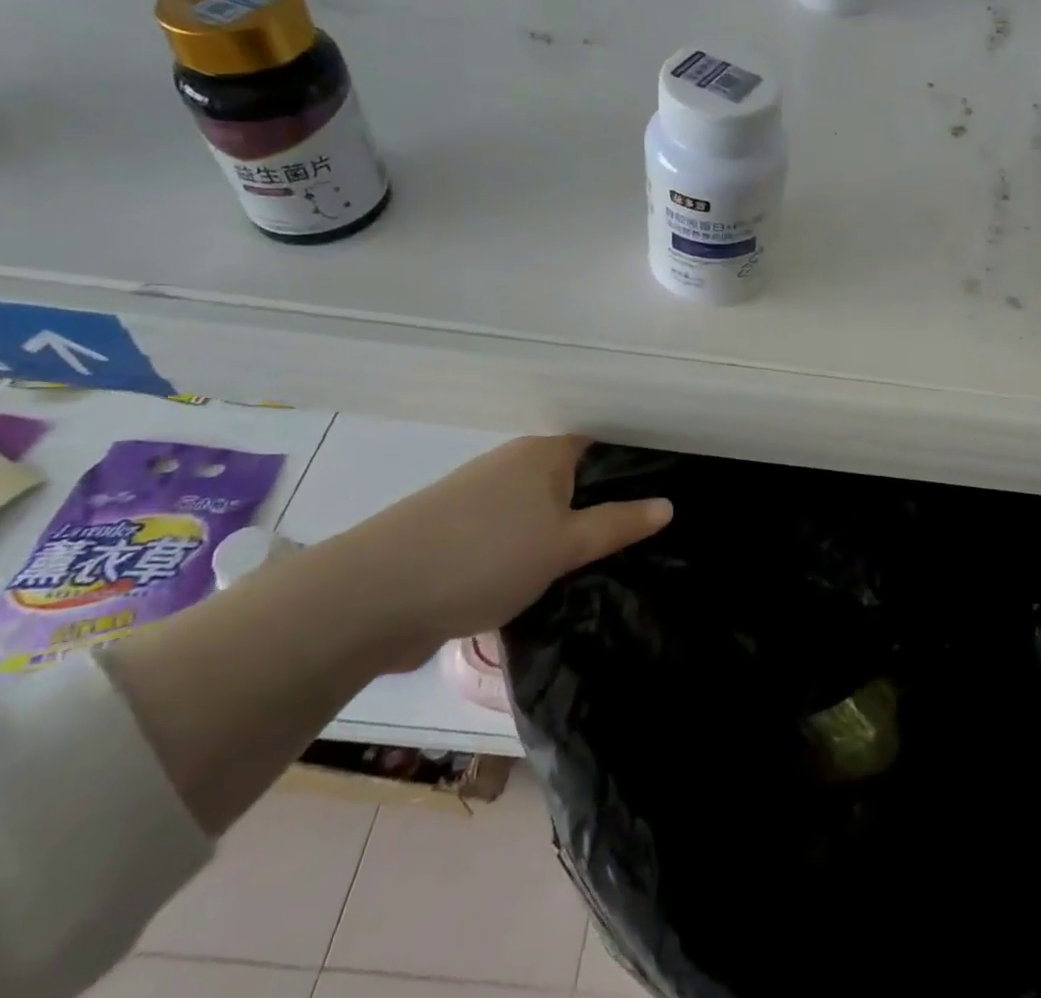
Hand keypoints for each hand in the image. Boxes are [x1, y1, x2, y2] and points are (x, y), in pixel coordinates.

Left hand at [321, 434, 670, 669]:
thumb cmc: (484, 556)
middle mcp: (514, 464)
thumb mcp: (564, 545)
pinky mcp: (459, 533)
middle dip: (605, 503)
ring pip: (543, 508)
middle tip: (647, 534)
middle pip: (574, 477)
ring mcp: (482, 498)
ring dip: (567, 531)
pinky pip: (514, 533)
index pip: (603, 444)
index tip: (667, 490)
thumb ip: (618, 524)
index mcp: (543, 452)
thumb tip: (668, 504)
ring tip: (608, 560)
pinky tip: (552, 579)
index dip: (634, 464)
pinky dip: (536, 550)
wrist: (372, 597)